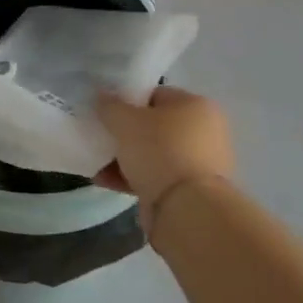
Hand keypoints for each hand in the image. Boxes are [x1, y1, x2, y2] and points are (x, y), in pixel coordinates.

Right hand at [95, 86, 234, 229]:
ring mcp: (200, 163)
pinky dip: (132, 177)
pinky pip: (156, 176)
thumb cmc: (159, 151)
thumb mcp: (124, 120)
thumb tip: (101, 97)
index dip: (126, 100)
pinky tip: (105, 180)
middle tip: (100, 136)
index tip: (104, 112)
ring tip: (97, 163)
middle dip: (124, 133)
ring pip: (152, 153)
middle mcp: (205, 131)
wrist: (186, 208)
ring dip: (124, 157)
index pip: (154, 94)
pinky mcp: (192, 191)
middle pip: (153, 126)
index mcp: (196, 106)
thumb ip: (109, 105)